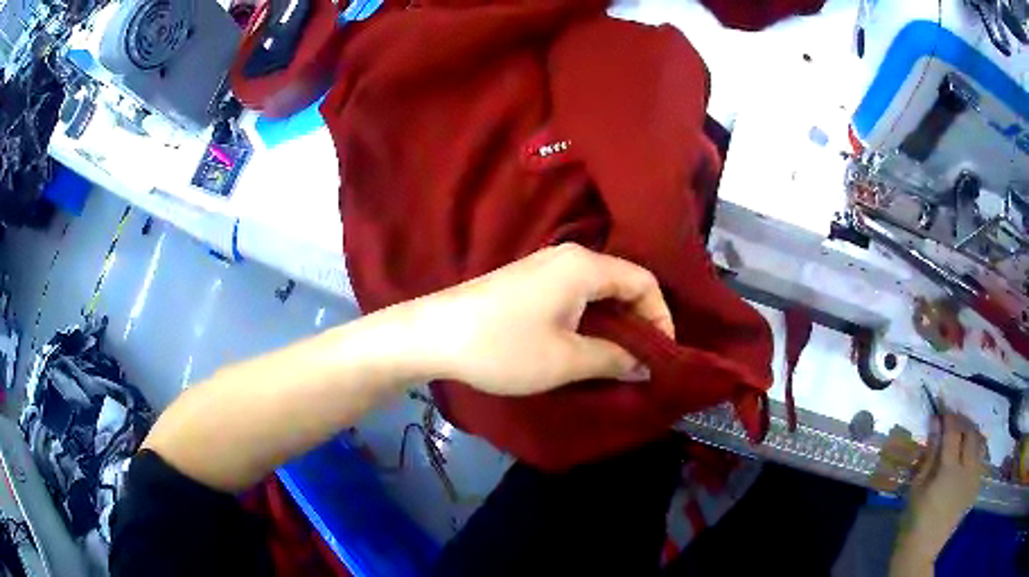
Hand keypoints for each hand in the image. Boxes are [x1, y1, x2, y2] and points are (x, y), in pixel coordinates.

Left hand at [406, 243, 673, 395]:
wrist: (433, 334)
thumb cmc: (504, 346)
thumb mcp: (566, 360)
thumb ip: (614, 359)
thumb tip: (646, 365)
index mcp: (585, 266)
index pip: (644, 281)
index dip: (661, 317)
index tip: (662, 353)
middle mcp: (569, 256)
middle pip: (622, 282)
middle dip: (639, 320)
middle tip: (644, 360)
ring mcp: (545, 266)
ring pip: (598, 289)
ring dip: (614, 322)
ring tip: (619, 358)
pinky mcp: (528, 280)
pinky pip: (575, 293)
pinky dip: (591, 318)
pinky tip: (585, 344)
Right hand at [897, 411, 984, 564]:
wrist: (922, 550)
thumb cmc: (914, 519)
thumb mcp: (917, 487)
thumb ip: (930, 454)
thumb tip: (935, 423)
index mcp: (949, 470)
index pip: (953, 431)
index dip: (948, 416)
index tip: (942, 407)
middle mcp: (966, 470)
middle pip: (971, 433)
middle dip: (962, 422)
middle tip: (952, 421)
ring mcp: (973, 479)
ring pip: (980, 443)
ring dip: (972, 434)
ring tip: (963, 435)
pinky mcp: (975, 488)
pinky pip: (981, 460)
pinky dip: (976, 451)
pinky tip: (968, 456)